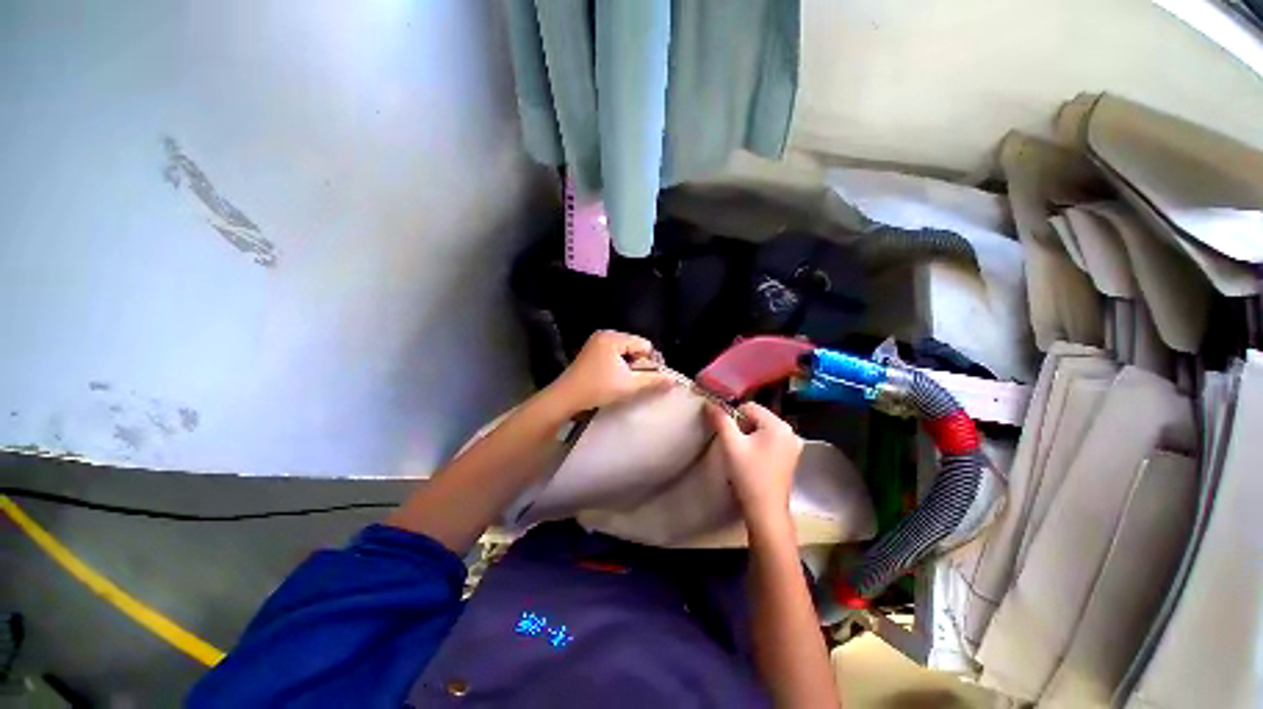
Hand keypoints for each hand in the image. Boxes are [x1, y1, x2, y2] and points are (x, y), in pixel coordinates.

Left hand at [548, 331, 674, 411]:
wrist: (565, 399)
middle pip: (635, 346)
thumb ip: (653, 380)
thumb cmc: (597, 389)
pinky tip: (615, 379)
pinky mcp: (592, 353)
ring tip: (626, 382)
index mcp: (613, 337)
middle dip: (639, 364)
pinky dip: (619, 366)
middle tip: (636, 381)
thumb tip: (673, 380)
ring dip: (630, 367)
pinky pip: (615, 355)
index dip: (650, 361)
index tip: (648, 378)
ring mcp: (597, 343)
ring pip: (625, 352)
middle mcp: (605, 335)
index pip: (644, 344)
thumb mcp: (629, 385)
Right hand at [708, 402, 802, 530]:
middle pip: (757, 417)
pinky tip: (753, 460)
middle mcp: (790, 432)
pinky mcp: (791, 457)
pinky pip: (770, 440)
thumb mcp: (731, 445)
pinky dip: (759, 445)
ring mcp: (793, 445)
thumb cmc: (748, 475)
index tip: (729, 436)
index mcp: (779, 425)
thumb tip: (710, 403)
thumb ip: (721, 420)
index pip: (749, 407)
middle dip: (743, 427)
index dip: (734, 418)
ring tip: (743, 454)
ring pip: (763, 429)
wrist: (765, 510)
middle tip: (735, 447)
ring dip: (749, 436)